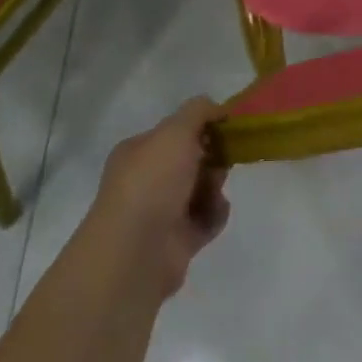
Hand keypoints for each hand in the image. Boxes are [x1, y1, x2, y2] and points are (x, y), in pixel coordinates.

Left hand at [86, 98, 230, 299]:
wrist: (136, 252)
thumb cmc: (152, 182)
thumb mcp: (175, 131)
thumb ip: (198, 111)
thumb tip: (217, 108)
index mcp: (138, 152)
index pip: (175, 132)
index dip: (201, 128)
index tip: (225, 127)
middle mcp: (147, 181)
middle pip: (191, 160)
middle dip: (212, 158)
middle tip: (222, 159)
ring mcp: (161, 213)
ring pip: (202, 189)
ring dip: (214, 187)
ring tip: (213, 192)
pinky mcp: (177, 242)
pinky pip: (206, 219)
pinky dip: (214, 214)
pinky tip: (212, 214)